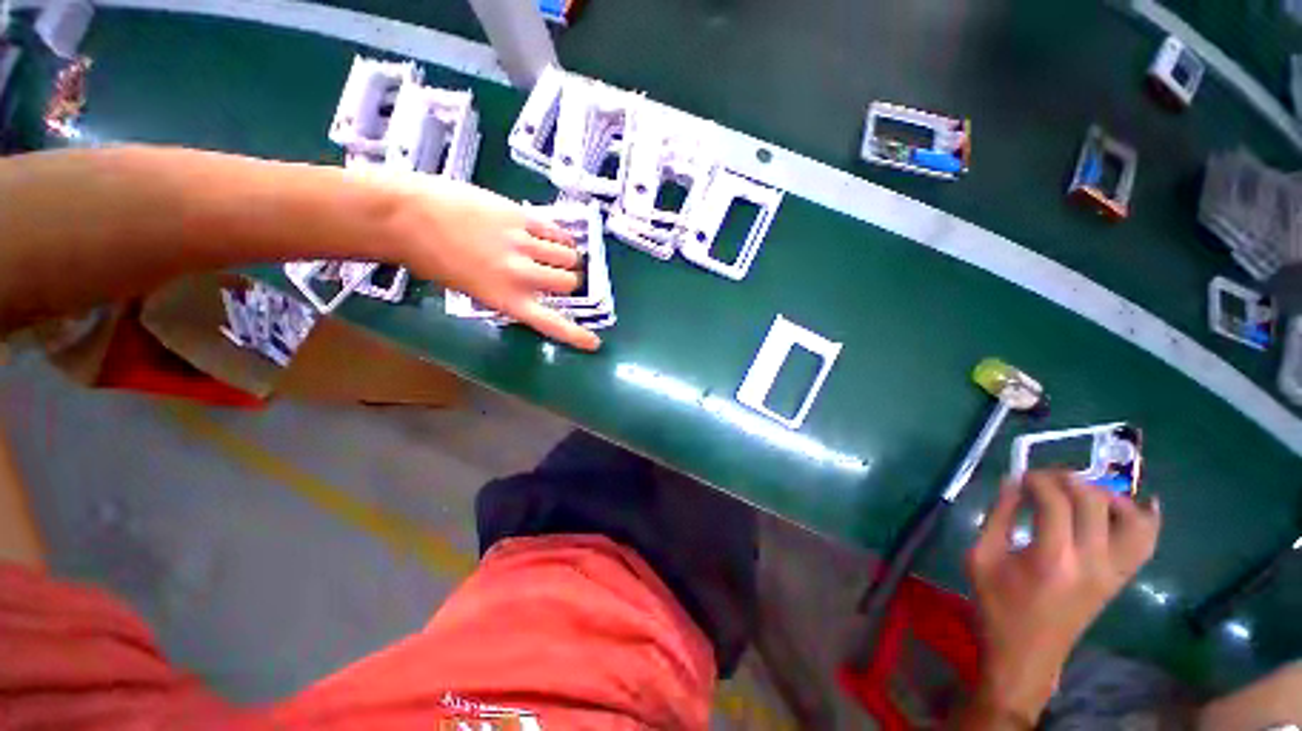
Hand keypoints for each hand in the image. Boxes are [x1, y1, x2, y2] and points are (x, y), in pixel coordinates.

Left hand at [387, 176, 599, 350]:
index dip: (576, 335)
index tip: (594, 343)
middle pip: (569, 282)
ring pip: (569, 256)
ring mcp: (523, 245)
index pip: (551, 323)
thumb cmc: (432, 259)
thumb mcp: (473, 289)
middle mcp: (520, 275)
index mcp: (505, 300)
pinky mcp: (521, 217)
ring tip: (554, 252)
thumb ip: (510, 294)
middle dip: (568, 280)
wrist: (405, 216)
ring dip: (567, 256)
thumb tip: (538, 291)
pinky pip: (558, 231)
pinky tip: (552, 236)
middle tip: (557, 274)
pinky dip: (561, 237)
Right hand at [961, 471, 1160, 725]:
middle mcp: (1091, 562)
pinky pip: (1145, 544)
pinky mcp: (1119, 580)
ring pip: (1132, 520)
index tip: (1019, 477)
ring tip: (1083, 491)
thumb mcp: (981, 557)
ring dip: (1109, 496)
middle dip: (1068, 479)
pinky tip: (1141, 505)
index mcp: (1051, 558)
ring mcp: (1112, 573)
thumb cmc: (996, 605)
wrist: (1026, 654)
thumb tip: (1012, 482)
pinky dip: (1146, 520)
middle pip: (1094, 502)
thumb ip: (997, 516)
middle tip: (1044, 479)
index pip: (1055, 501)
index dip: (1037, 480)